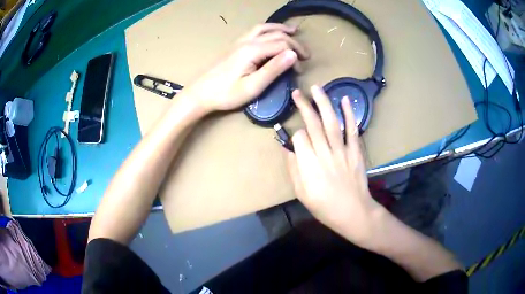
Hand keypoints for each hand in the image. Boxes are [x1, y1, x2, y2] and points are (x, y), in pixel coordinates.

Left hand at [182, 23, 308, 113]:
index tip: (300, 70)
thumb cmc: (226, 94)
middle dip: (294, 43)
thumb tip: (293, 55)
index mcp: (253, 50)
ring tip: (293, 31)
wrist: (200, 93)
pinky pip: (255, 31)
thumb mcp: (253, 86)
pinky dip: (267, 29)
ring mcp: (239, 42)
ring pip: (264, 28)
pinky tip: (270, 33)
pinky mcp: (235, 46)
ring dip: (280, 29)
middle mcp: (247, 41)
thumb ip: (274, 69)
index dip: (295, 55)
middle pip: (276, 35)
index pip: (283, 45)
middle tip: (305, 55)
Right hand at [286, 86, 383, 248]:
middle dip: (304, 105)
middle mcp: (324, 152)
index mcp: (308, 164)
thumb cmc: (324, 206)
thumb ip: (293, 169)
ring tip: (316, 88)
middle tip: (297, 92)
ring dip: (323, 103)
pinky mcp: (355, 151)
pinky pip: (351, 130)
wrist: (352, 212)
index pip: (299, 137)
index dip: (296, 134)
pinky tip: (344, 100)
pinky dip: (349, 114)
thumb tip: (288, 149)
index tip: (296, 137)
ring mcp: (342, 150)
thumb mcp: (301, 193)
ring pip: (331, 122)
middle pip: (313, 124)